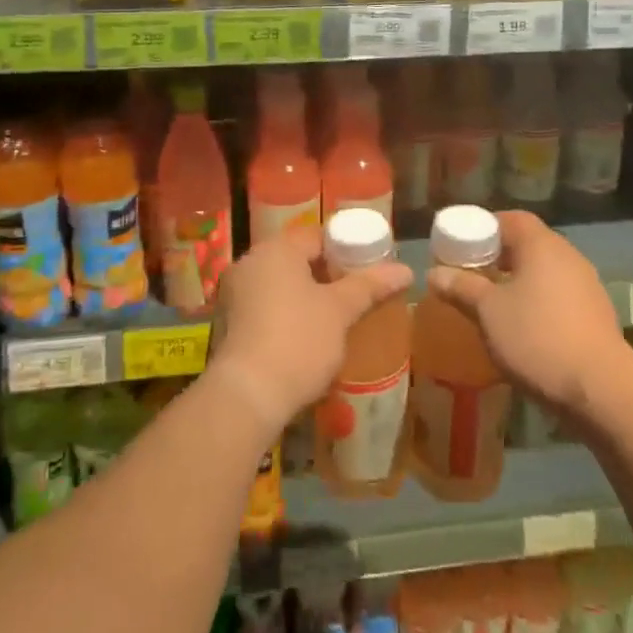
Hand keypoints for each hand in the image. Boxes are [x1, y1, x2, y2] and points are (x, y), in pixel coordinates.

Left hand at [210, 229, 412, 434]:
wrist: (247, 395)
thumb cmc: (298, 340)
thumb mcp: (340, 311)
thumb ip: (370, 285)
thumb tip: (405, 270)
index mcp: (276, 249)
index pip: (317, 237)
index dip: (345, 249)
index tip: (367, 270)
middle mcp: (249, 263)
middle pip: (297, 259)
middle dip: (326, 275)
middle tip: (355, 295)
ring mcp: (234, 294)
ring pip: (279, 285)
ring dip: (305, 297)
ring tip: (335, 318)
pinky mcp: (227, 324)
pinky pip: (264, 307)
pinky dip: (285, 315)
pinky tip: (305, 337)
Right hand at [426, 210, 625, 414]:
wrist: (601, 390)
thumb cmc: (537, 337)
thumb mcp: (488, 312)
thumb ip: (461, 288)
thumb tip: (434, 273)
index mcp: (542, 245)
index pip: (511, 219)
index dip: (484, 227)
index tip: (461, 245)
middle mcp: (568, 257)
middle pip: (528, 244)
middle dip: (497, 256)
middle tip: (470, 273)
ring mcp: (587, 286)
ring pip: (544, 272)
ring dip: (518, 281)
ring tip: (492, 303)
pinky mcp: (595, 315)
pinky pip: (558, 296)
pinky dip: (537, 302)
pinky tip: (522, 327)